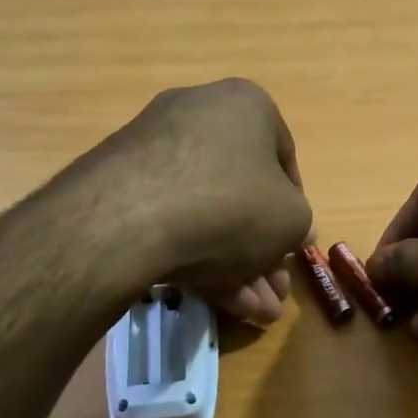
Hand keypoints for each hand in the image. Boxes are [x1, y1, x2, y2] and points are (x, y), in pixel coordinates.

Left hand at [88, 79, 311, 323]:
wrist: (129, 218)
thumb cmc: (231, 204)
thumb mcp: (290, 219)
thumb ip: (298, 223)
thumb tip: (294, 229)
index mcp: (246, 105)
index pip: (283, 158)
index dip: (294, 209)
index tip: (292, 247)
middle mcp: (198, 113)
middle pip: (242, 191)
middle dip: (262, 249)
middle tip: (272, 291)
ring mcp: (153, 147)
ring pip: (207, 211)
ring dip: (235, 263)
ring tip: (252, 313)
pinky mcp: (120, 182)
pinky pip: (171, 218)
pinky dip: (195, 255)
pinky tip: (215, 300)